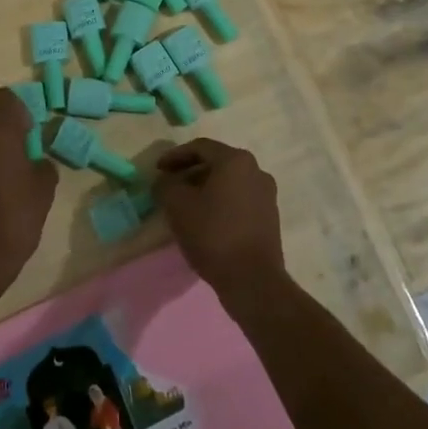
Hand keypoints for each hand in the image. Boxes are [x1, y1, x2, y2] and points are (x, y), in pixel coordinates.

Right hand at [154, 139, 284, 303]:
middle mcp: (256, 170)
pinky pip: (239, 200)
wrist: (253, 281)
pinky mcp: (270, 218)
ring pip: (229, 183)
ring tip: (185, 205)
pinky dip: (220, 203)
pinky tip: (206, 221)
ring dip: (205, 189)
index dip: (175, 156)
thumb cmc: (213, 234)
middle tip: (170, 186)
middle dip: (190, 172)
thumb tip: (165, 181)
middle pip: (216, 163)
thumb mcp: (177, 205)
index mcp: (235, 160)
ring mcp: (266, 195)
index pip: (200, 147)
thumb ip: (166, 185)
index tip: (157, 170)